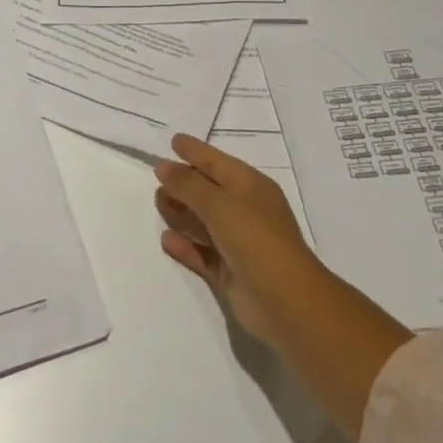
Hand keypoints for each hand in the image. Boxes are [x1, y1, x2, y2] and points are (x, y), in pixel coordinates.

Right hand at [155, 134, 325, 346]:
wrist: (286, 301)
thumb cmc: (255, 238)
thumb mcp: (219, 204)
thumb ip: (188, 184)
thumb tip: (163, 166)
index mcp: (250, 186)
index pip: (216, 162)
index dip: (195, 151)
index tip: (173, 141)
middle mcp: (245, 210)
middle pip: (208, 191)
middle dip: (184, 183)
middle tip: (156, 177)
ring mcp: (238, 242)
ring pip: (203, 221)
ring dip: (181, 212)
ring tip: (157, 203)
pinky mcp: (230, 271)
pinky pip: (201, 252)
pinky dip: (185, 245)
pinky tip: (165, 239)